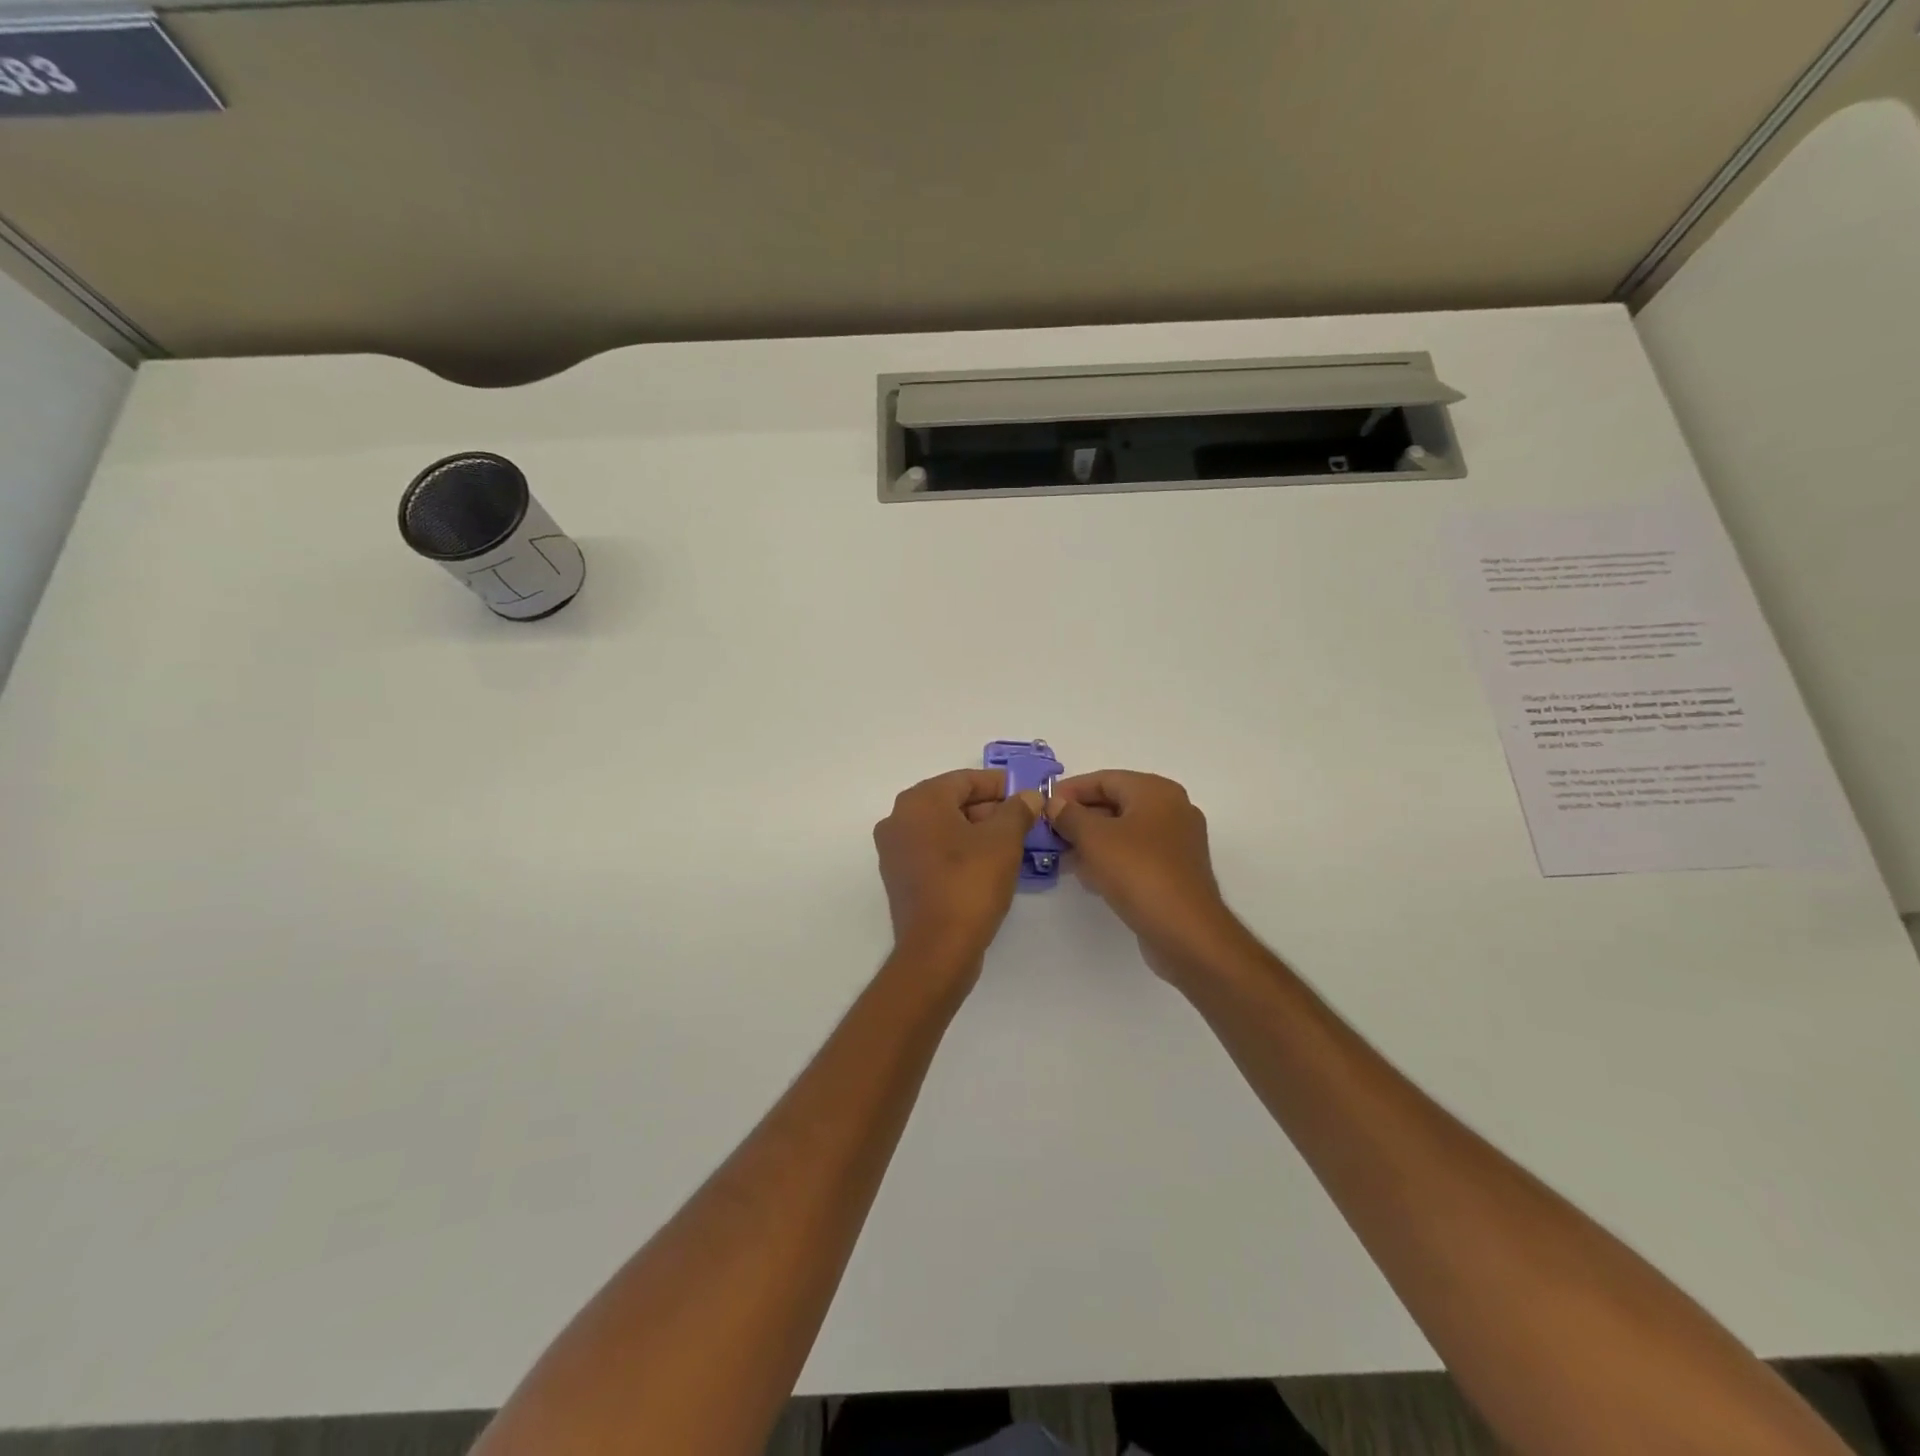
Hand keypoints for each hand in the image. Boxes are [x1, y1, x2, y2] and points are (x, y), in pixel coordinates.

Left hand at [874, 769, 1040, 966]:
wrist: (938, 949)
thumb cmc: (970, 883)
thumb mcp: (1004, 840)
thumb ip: (1017, 810)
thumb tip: (1028, 796)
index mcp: (919, 801)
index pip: (964, 780)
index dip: (999, 785)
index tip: (1026, 794)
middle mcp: (898, 820)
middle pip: (951, 802)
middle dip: (989, 809)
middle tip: (1024, 820)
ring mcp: (895, 851)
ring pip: (943, 829)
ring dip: (976, 831)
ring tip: (1012, 843)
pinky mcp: (900, 879)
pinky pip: (934, 852)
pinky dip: (960, 852)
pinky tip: (988, 865)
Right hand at [1046, 771, 1244, 982]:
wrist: (1186, 932)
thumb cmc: (1138, 872)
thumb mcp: (1094, 838)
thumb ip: (1069, 815)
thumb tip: (1055, 803)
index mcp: (1156, 791)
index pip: (1104, 779)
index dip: (1070, 791)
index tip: (1042, 808)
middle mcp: (1171, 809)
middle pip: (1115, 803)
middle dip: (1079, 818)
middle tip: (1049, 835)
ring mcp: (1176, 842)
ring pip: (1123, 832)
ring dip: (1091, 841)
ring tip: (1062, 857)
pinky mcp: (1175, 871)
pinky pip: (1135, 855)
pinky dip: (1110, 859)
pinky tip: (1088, 877)